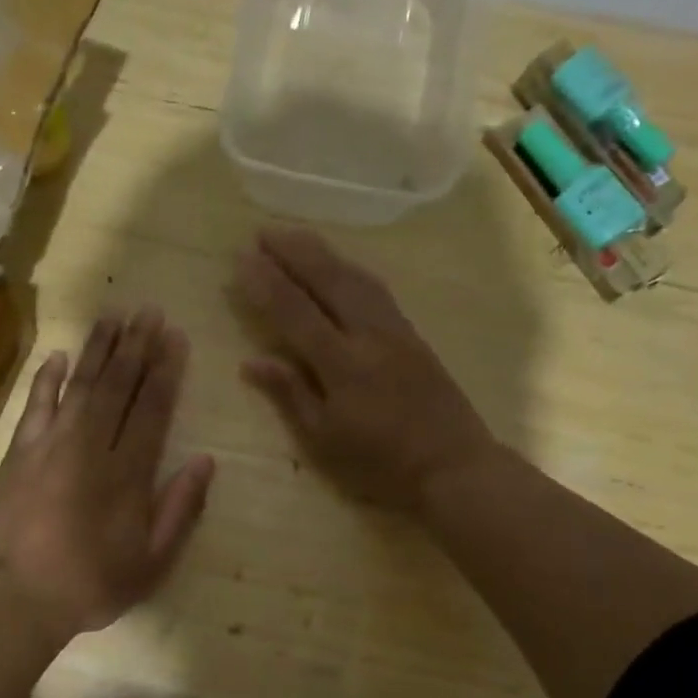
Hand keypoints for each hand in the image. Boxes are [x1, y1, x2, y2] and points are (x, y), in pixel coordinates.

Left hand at [0, 308, 216, 641]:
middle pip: (118, 386)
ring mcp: (52, 444)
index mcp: (128, 472)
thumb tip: (205, 460)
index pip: (152, 408)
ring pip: (82, 385)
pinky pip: (36, 404)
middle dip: (136, 345)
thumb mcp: (152, 561)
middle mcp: (92, 446)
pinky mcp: (20, 451)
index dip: (166, 370)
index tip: (175, 337)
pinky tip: (60, 355)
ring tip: (113, 316)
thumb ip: (180, 508)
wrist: (17, 597)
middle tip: (149, 311)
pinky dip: (48, 378)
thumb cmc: (92, 583)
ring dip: (99, 348)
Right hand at [235, 228, 494, 510]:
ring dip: (323, 253)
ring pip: (356, 278)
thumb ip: (290, 394)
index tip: (243, 258)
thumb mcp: (325, 440)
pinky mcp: (413, 334)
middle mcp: (369, 335)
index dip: (267, 284)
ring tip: (296, 236)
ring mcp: (396, 331)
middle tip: (264, 231)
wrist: (454, 466)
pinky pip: (376, 289)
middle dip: (294, 253)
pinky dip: (350, 269)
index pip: (295, 312)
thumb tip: (252, 361)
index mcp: (342, 365)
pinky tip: (340, 266)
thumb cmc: (381, 464)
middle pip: (329, 280)